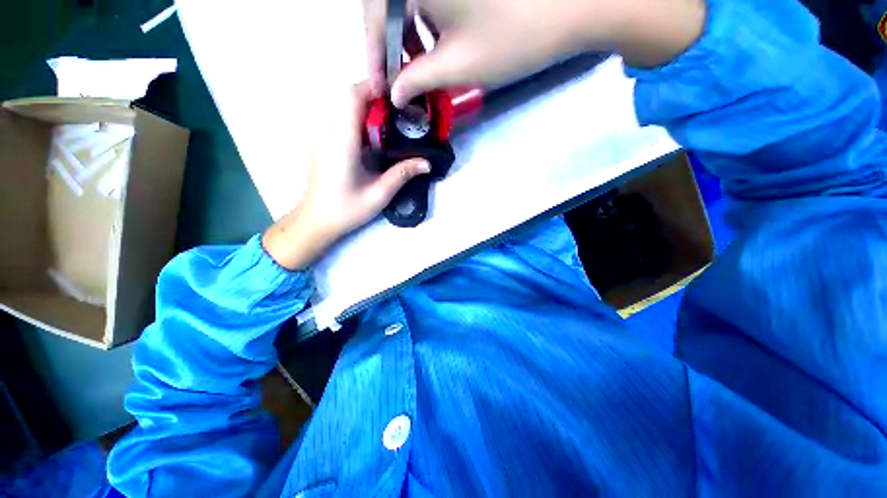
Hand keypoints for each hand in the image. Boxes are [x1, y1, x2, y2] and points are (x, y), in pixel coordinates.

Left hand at [262, 82, 430, 269]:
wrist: (316, 220)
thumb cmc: (346, 209)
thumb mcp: (379, 194)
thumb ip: (402, 174)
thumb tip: (427, 163)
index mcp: (343, 140)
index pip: (354, 96)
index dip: (374, 87)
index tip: (397, 95)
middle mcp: (329, 132)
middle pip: (351, 101)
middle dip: (377, 101)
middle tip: (402, 115)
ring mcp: (324, 138)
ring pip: (347, 111)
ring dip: (370, 113)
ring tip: (393, 128)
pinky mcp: (324, 146)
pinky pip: (343, 124)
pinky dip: (361, 125)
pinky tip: (376, 143)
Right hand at [364, 0, 704, 107]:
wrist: (573, 7)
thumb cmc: (511, 38)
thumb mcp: (456, 66)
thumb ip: (417, 80)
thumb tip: (396, 95)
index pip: (375, 17)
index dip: (374, 57)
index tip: (379, 89)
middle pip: (387, 4)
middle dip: (389, 46)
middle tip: (397, 81)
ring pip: (408, 0)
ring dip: (407, 36)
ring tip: (417, 69)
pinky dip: (426, 22)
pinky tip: (436, 45)